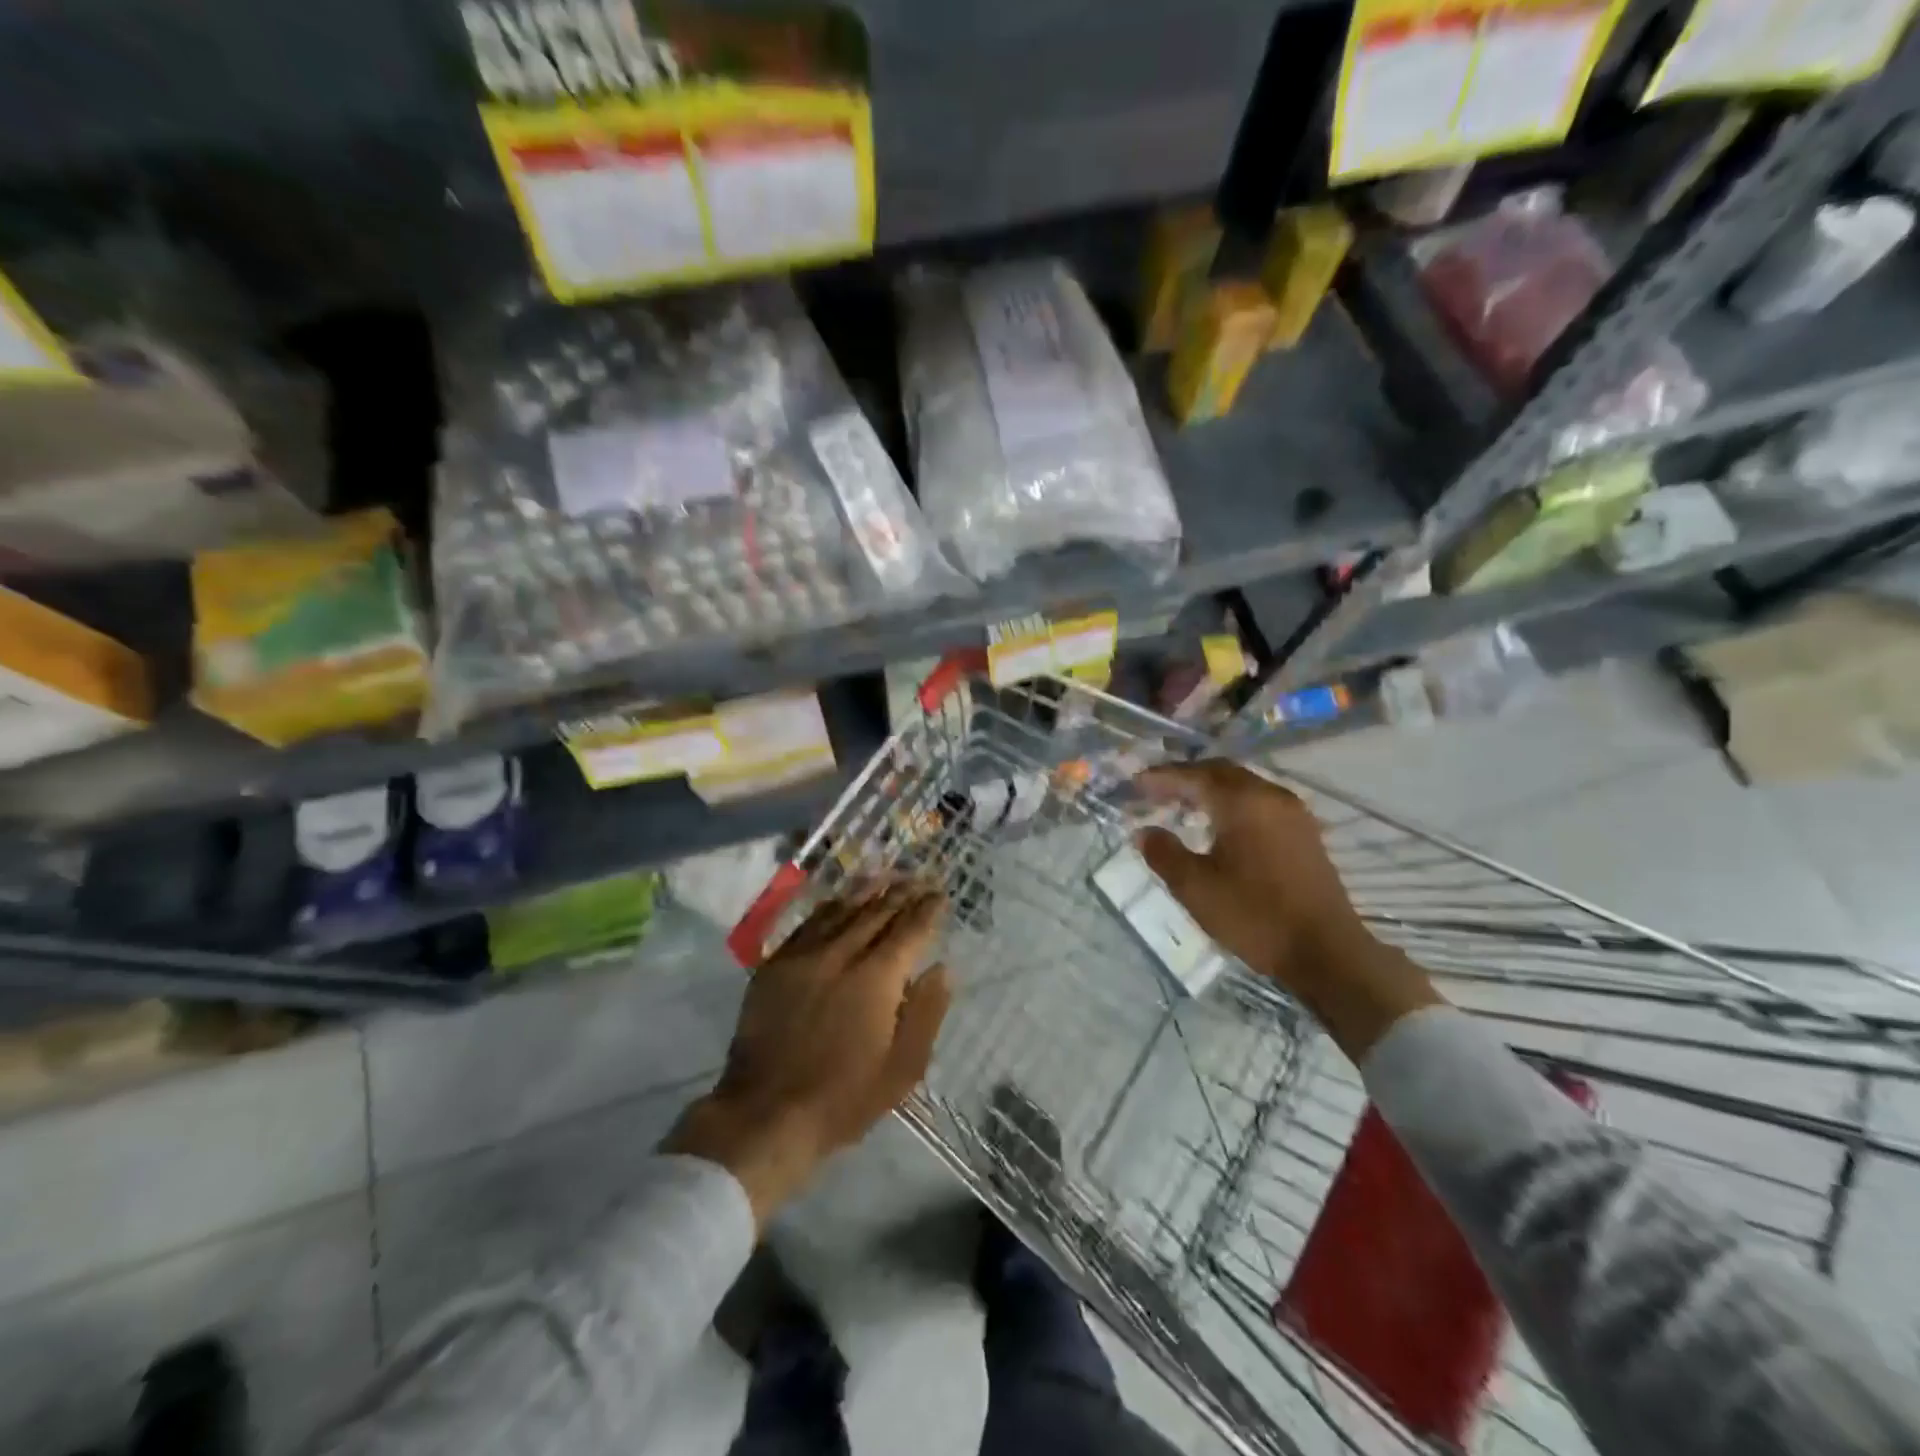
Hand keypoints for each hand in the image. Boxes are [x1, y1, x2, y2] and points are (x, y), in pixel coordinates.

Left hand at [666, 885, 952, 1225]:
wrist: (764, 1113)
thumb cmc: (844, 1098)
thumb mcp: (902, 1069)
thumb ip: (926, 1013)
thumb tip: (941, 969)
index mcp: (876, 978)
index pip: (909, 930)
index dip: (928, 910)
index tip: (940, 894)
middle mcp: (841, 953)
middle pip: (877, 912)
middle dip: (902, 893)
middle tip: (919, 878)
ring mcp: (803, 955)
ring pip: (841, 909)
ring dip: (867, 891)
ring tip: (886, 876)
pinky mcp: (775, 964)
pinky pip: (808, 923)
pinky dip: (830, 907)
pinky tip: (838, 901)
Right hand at [1135, 761, 1439, 1058]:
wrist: (1325, 951)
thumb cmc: (1254, 915)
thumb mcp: (1196, 888)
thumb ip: (1164, 853)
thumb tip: (1144, 832)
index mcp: (1243, 802)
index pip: (1194, 776)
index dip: (1162, 777)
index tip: (1135, 783)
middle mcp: (1270, 796)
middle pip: (1221, 772)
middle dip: (1186, 777)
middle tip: (1155, 790)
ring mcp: (1293, 813)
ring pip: (1243, 785)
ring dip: (1210, 789)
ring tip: (1182, 805)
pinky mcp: (1305, 832)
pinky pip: (1259, 801)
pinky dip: (1232, 803)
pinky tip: (1219, 825)